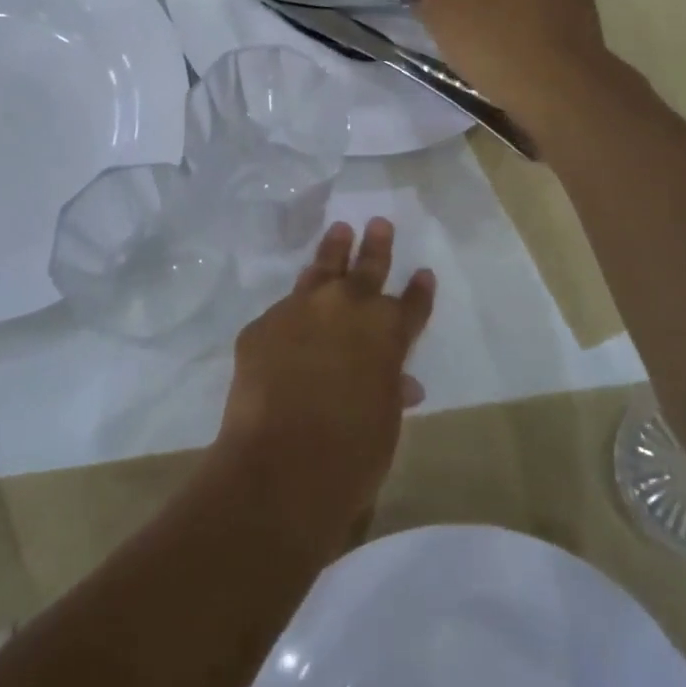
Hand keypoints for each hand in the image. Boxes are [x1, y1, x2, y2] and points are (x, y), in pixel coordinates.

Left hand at [216, 219, 434, 548]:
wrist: (281, 463)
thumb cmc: (351, 452)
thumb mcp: (384, 421)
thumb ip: (389, 390)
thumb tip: (402, 383)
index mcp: (387, 332)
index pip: (411, 304)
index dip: (420, 291)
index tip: (424, 273)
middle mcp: (347, 309)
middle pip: (367, 269)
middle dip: (376, 246)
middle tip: (378, 223)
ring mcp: (301, 310)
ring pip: (321, 270)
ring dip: (333, 251)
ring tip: (339, 231)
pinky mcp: (262, 325)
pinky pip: (282, 311)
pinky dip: (294, 308)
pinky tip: (293, 308)